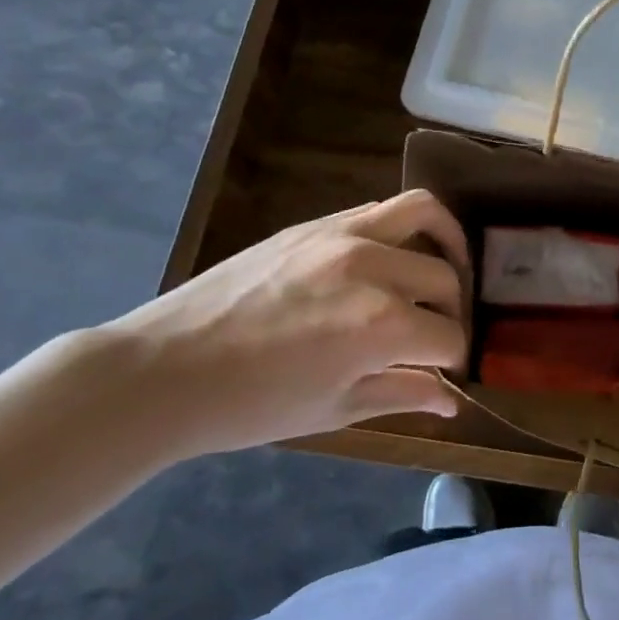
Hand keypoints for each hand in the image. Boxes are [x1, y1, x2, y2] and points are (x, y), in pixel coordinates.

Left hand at [94, 191, 471, 460]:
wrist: (165, 369)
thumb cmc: (252, 405)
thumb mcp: (336, 409)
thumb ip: (404, 393)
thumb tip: (452, 401)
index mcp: (382, 324)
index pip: (448, 335)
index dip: (453, 359)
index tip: (443, 372)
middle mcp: (373, 267)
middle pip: (445, 278)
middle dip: (451, 311)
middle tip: (436, 334)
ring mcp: (343, 234)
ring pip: (424, 211)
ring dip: (446, 240)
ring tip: (444, 265)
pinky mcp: (315, 223)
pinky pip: (378, 210)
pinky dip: (401, 229)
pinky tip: (391, 259)